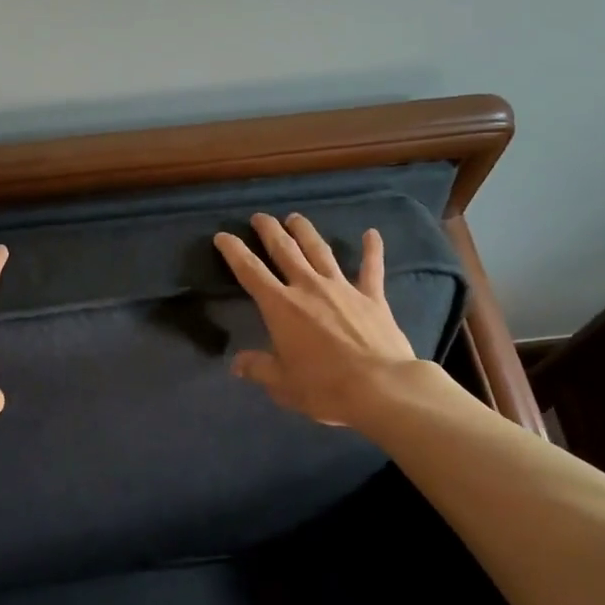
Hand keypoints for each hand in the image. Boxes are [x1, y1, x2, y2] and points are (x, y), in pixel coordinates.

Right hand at [213, 213, 416, 426]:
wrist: (381, 388)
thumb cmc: (324, 388)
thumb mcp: (283, 384)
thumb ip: (259, 368)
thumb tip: (236, 364)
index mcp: (281, 307)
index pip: (250, 271)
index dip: (234, 251)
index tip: (222, 236)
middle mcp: (308, 287)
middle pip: (285, 250)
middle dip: (269, 231)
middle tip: (260, 217)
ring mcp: (342, 288)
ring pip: (320, 250)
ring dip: (306, 231)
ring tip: (295, 218)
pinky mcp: (372, 297)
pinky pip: (371, 268)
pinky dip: (372, 249)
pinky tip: (372, 233)